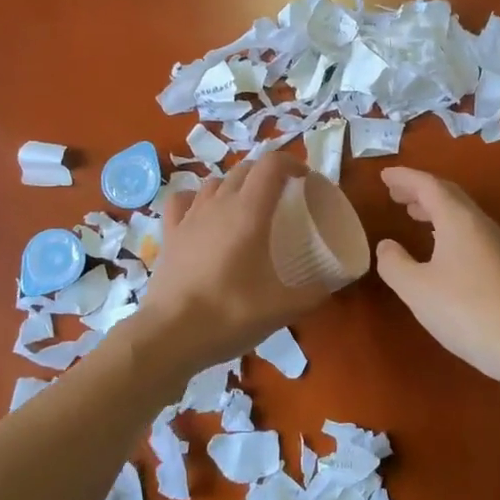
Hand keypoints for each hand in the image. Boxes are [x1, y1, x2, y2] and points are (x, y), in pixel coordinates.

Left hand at [133, 151, 331, 380]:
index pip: (272, 165)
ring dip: (235, 185)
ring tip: (247, 208)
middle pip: (245, 169)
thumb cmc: (229, 314)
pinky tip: (203, 214)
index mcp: (249, 212)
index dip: (292, 164)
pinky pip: (183, 200)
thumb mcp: (281, 309)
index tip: (306, 181)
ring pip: (215, 182)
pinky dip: (197, 199)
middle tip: (283, 198)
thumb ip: (312, 294)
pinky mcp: (170, 233)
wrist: (170, 334)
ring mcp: (190, 216)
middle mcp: (219, 204)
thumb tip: (330, 285)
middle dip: (267, 174)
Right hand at [375, 167, 499, 384]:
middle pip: (447, 194)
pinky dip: (447, 225)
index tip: (384, 175)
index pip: (428, 185)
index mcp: (457, 218)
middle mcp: (478, 223)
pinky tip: (439, 245)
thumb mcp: (416, 288)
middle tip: (395, 192)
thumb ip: (394, 263)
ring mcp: (495, 243)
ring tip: (412, 213)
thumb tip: (386, 245)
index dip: (404, 177)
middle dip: (419, 189)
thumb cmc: (464, 310)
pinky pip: (469, 230)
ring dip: (434, 207)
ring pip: (460, 212)